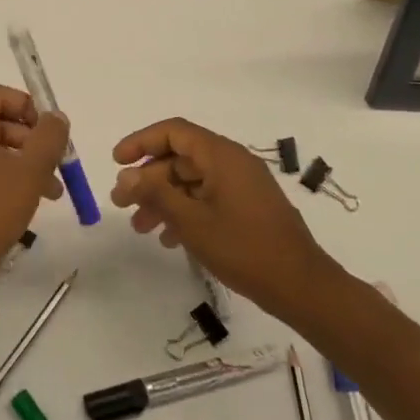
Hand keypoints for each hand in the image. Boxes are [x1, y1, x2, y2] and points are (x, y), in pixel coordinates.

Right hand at [111, 118, 343, 325]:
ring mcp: (242, 185)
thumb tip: (126, 176)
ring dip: (162, 199)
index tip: (117, 162)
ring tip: (140, 226)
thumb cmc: (244, 248)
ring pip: (191, 181)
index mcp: (221, 155)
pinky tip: (168, 238)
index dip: (141, 142)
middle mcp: (232, 162)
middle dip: (147, 179)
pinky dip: (185, 211)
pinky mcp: (248, 207)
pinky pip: (207, 197)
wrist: (303, 287)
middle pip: (179, 157)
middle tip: (121, 203)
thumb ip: (156, 194)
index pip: (173, 131)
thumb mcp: (192, 221)